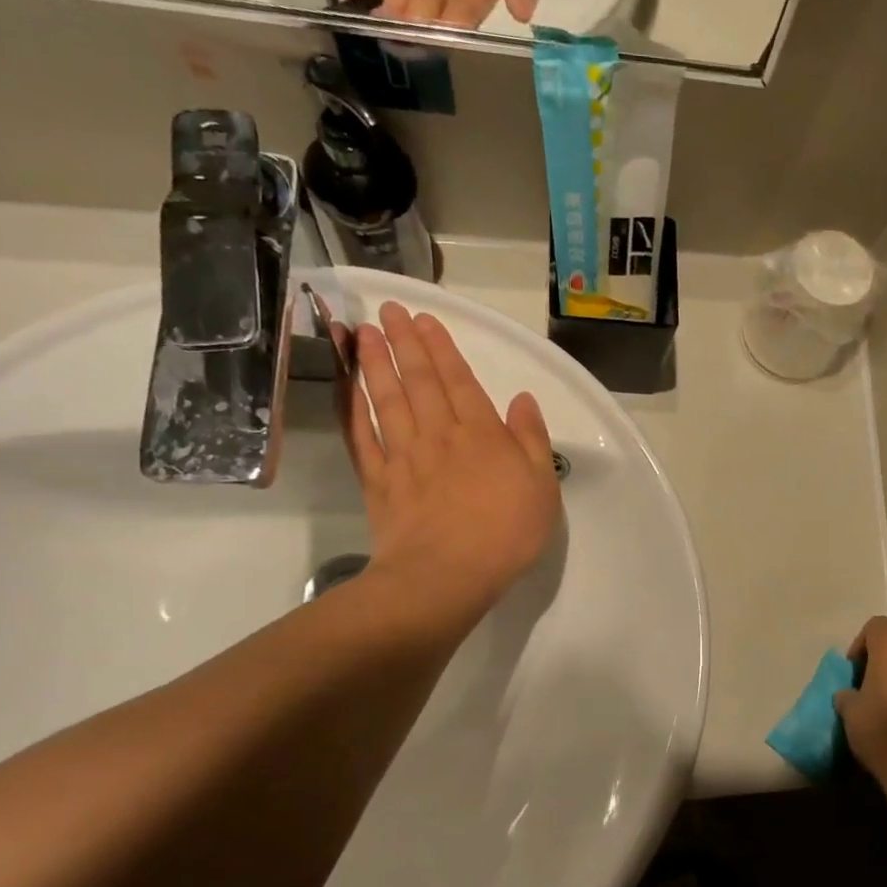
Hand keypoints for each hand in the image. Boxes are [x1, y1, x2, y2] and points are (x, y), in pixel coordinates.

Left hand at [339, 303, 560, 631]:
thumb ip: (532, 440)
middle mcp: (439, 435)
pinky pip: (361, 435)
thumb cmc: (506, 533)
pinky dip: (350, 408)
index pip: (459, 381)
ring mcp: (403, 456)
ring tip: (362, 333)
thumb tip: (522, 399)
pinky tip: (344, 386)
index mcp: (482, 434)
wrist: (446, 575)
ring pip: (386, 400)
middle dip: (404, 343)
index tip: (423, 319)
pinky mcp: (378, 481)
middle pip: (419, 381)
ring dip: (374, 364)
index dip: (442, 348)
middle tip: (388, 311)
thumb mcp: (542, 487)